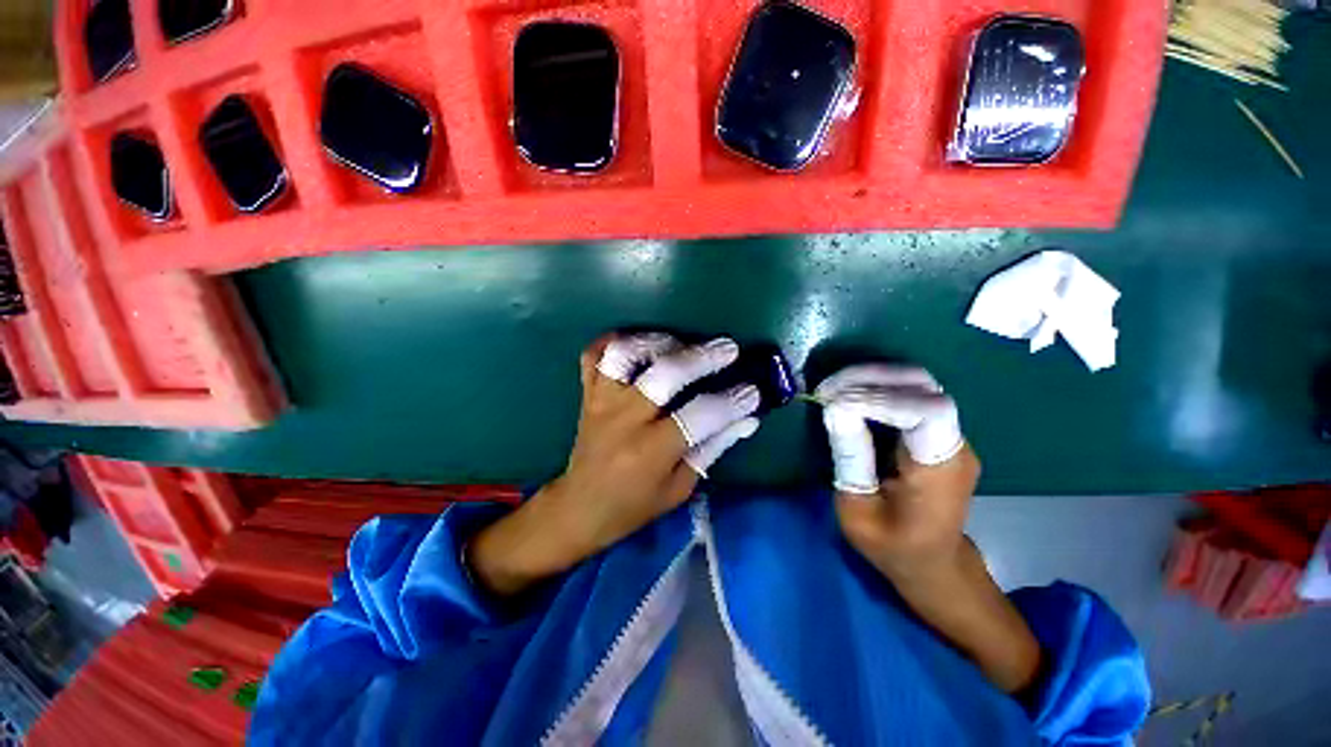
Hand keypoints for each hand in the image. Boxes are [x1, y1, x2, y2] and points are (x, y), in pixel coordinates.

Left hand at [470, 333, 760, 595]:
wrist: (579, 507)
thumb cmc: (634, 504)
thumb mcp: (680, 487)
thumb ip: (713, 447)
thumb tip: (747, 418)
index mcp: (650, 452)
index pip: (698, 416)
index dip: (730, 401)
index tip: (752, 391)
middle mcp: (624, 419)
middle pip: (665, 374)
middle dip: (702, 357)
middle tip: (728, 349)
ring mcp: (601, 401)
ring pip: (625, 353)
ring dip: (657, 341)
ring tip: (681, 342)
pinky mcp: (588, 394)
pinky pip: (593, 355)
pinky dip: (614, 340)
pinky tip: (639, 342)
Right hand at [817, 365, 1039, 694]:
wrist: (933, 562)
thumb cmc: (893, 547)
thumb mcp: (859, 511)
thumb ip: (850, 458)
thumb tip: (835, 408)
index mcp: (940, 471)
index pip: (926, 412)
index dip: (879, 398)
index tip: (832, 401)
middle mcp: (955, 444)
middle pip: (922, 386)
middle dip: (869, 378)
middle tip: (825, 389)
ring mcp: (950, 434)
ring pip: (917, 383)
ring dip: (871, 378)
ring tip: (832, 389)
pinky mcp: (937, 430)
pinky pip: (910, 393)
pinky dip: (876, 386)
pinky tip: (849, 394)